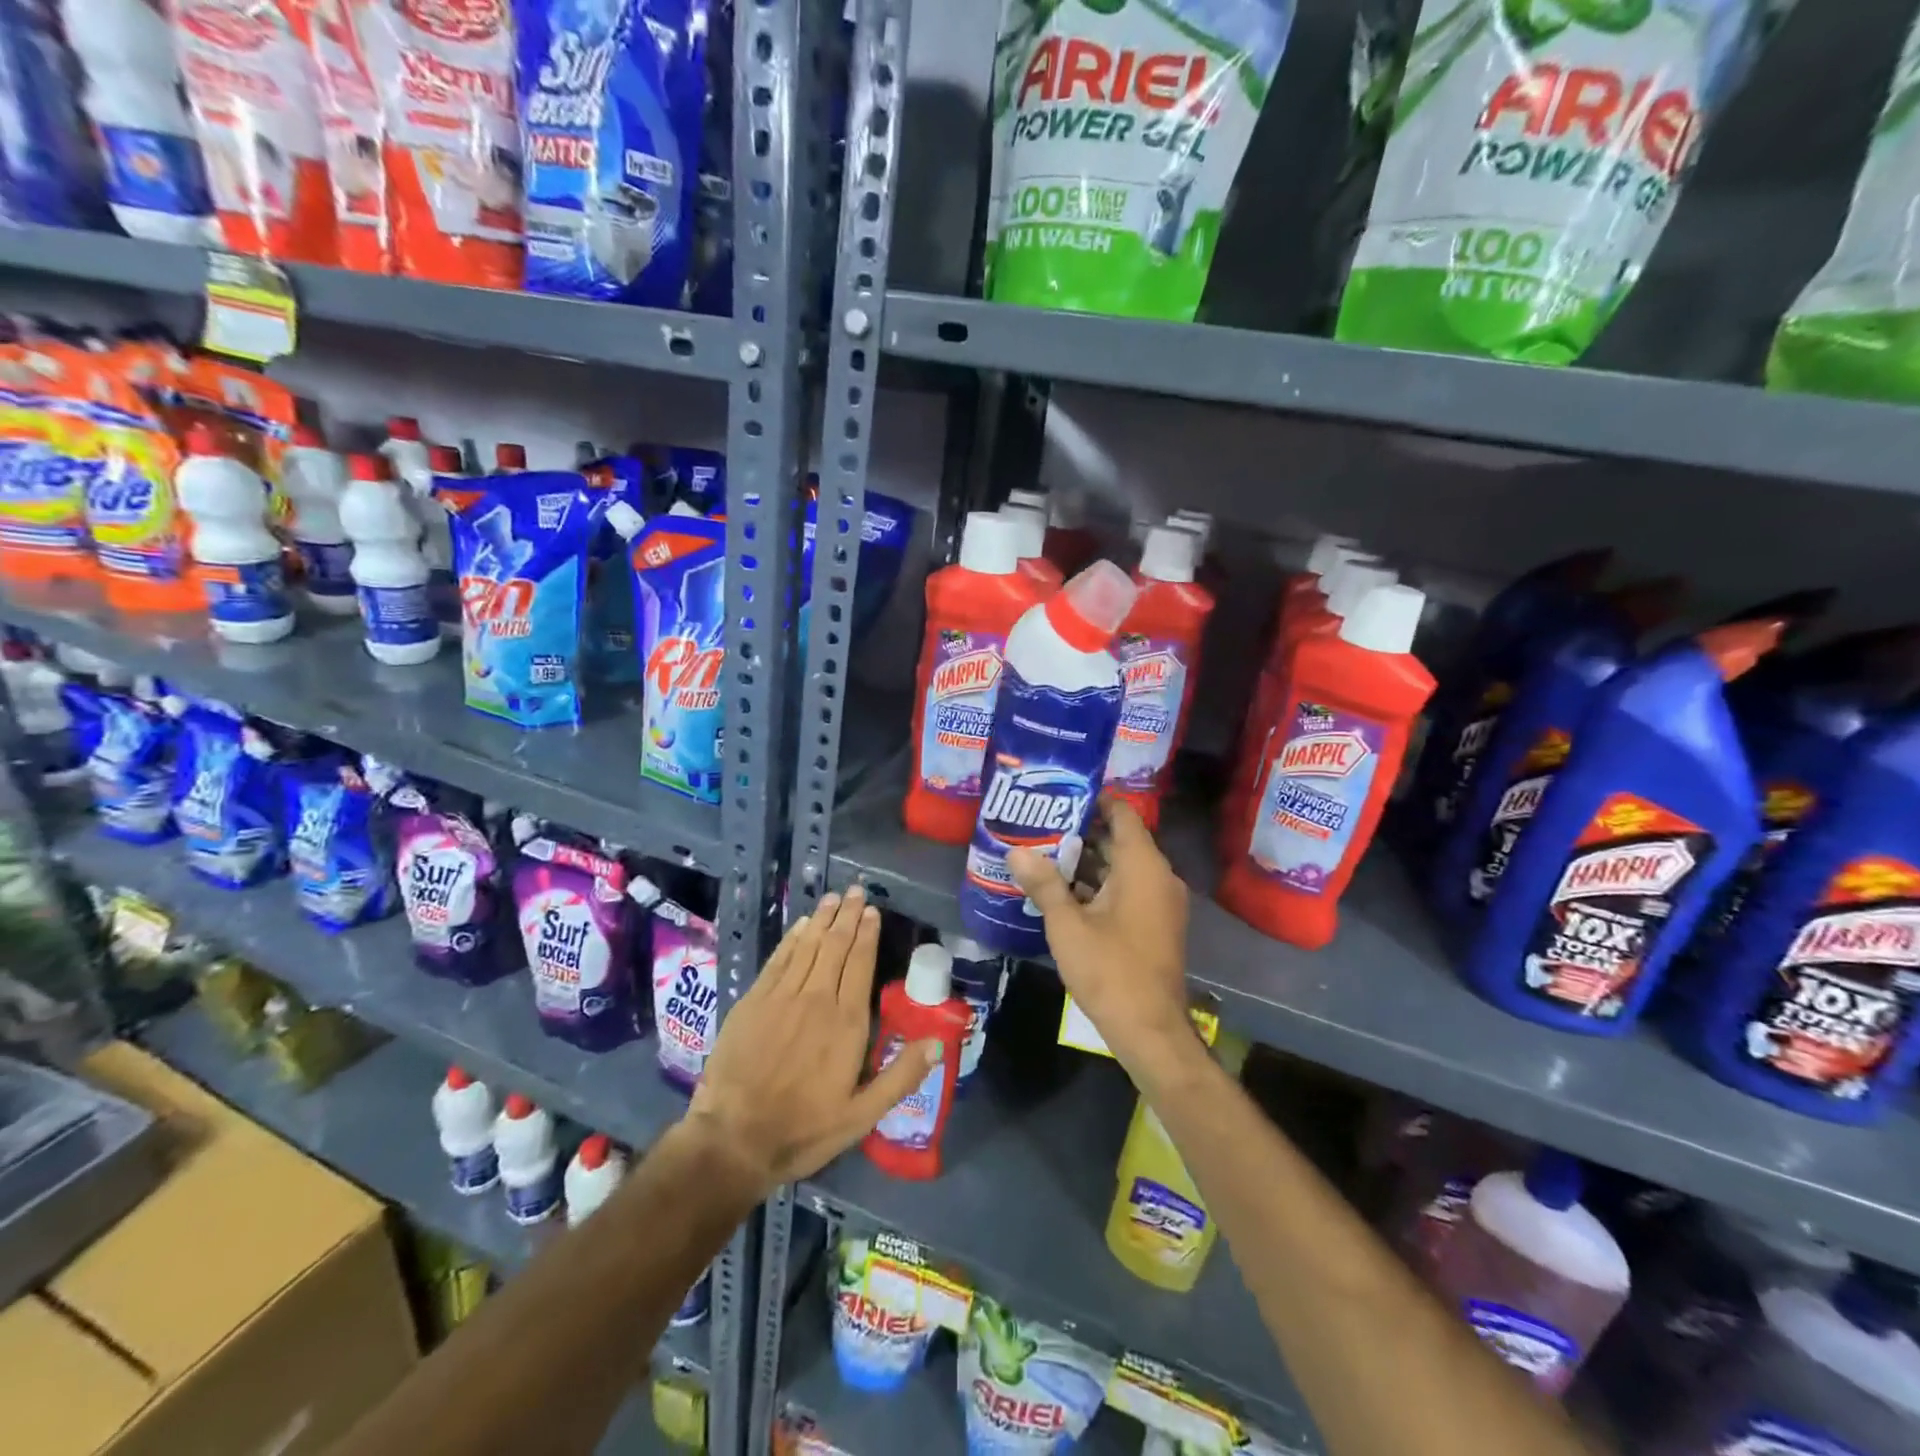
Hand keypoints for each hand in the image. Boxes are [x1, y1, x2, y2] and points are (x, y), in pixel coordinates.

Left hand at [686, 885, 936, 1193]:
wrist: (734, 1138)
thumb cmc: (804, 1129)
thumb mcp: (862, 1115)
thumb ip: (901, 1076)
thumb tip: (937, 1041)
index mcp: (847, 1022)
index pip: (861, 964)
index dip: (868, 934)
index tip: (873, 911)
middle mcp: (817, 998)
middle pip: (836, 946)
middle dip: (848, 915)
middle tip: (856, 890)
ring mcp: (782, 997)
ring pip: (808, 946)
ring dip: (823, 919)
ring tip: (834, 897)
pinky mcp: (753, 1001)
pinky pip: (778, 959)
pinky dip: (792, 939)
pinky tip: (801, 925)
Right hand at [1007, 794, 1192, 1063]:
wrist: (1150, 1029)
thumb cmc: (1110, 969)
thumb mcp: (1068, 925)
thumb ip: (1044, 884)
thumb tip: (1015, 852)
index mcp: (1143, 867)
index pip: (1122, 814)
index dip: (1093, 800)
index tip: (1059, 796)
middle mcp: (1158, 876)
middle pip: (1120, 840)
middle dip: (1081, 833)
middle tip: (1040, 827)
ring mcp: (1160, 902)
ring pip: (1122, 868)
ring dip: (1087, 863)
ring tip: (1044, 855)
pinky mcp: (1156, 924)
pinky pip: (1128, 890)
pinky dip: (1100, 887)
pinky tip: (1064, 893)